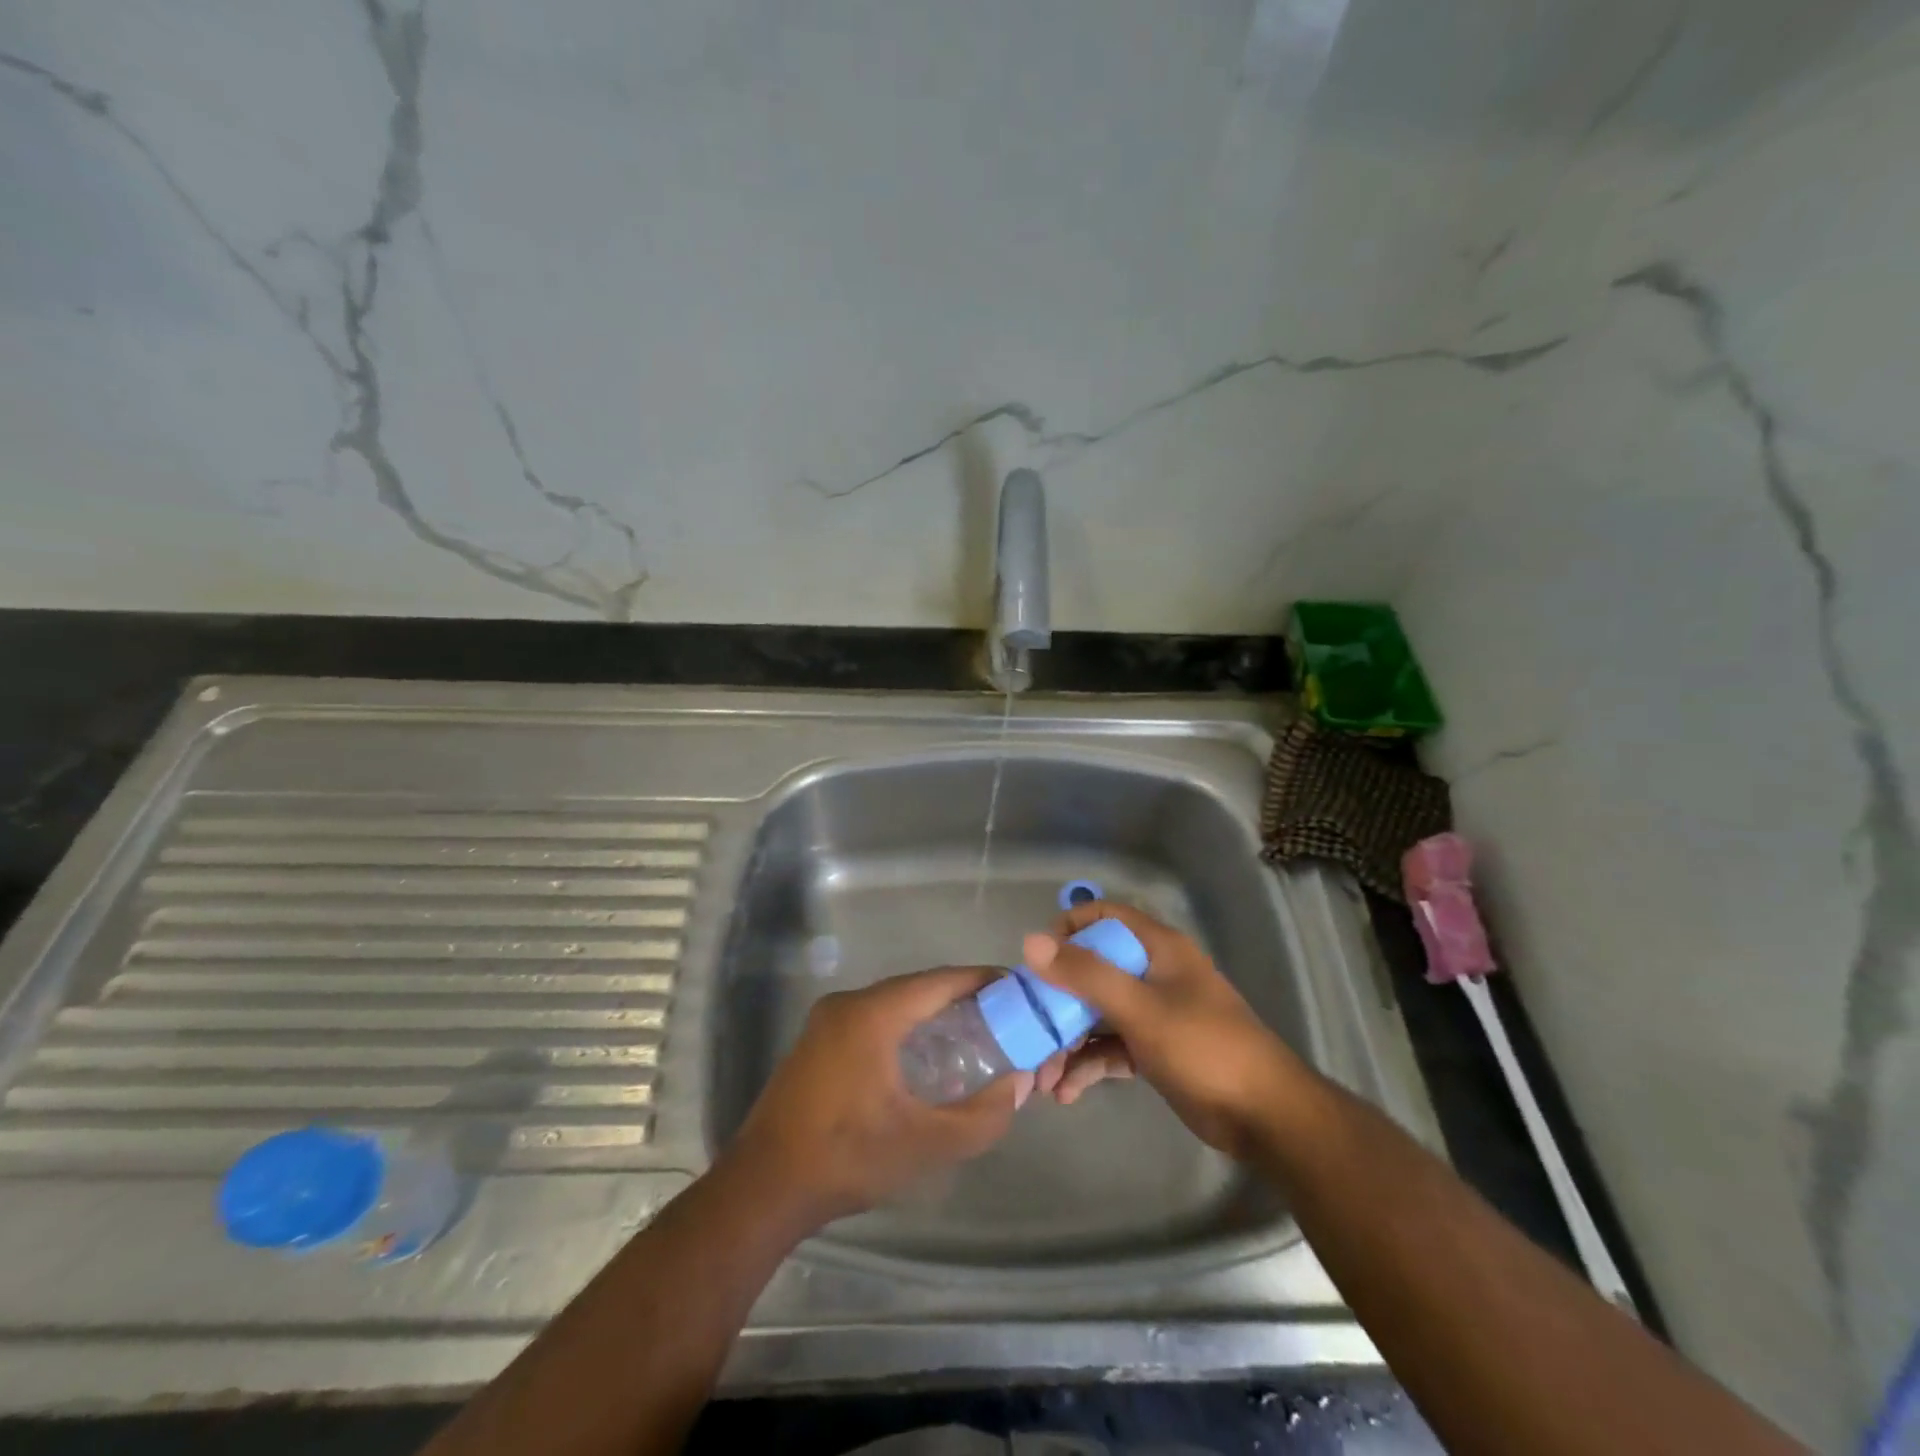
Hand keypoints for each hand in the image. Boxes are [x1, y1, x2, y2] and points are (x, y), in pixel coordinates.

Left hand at [725, 968, 1032, 1228]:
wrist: (763, 1187)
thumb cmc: (846, 1158)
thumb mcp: (924, 1144)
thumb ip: (981, 1116)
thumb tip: (1017, 1084)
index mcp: (873, 1014)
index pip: (939, 981)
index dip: (981, 980)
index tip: (1017, 989)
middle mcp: (849, 1004)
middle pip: (917, 988)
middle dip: (961, 999)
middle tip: (1002, 1019)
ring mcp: (827, 1020)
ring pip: (894, 1003)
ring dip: (931, 1014)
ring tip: (973, 1036)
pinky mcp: (817, 1041)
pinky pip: (873, 1018)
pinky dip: (905, 1027)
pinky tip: (925, 1057)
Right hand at [1024, 903, 1301, 1159]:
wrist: (1265, 1116)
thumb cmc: (1203, 1047)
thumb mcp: (1140, 1008)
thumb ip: (1086, 974)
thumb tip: (1030, 942)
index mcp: (1157, 948)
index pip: (1103, 916)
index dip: (1068, 929)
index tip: (1038, 960)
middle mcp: (1153, 972)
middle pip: (1093, 970)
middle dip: (1058, 1001)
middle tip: (1030, 1029)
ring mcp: (1154, 1012)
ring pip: (1098, 1014)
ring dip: (1069, 1042)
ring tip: (1045, 1078)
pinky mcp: (1154, 1049)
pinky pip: (1111, 1047)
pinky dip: (1089, 1065)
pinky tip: (1067, 1092)